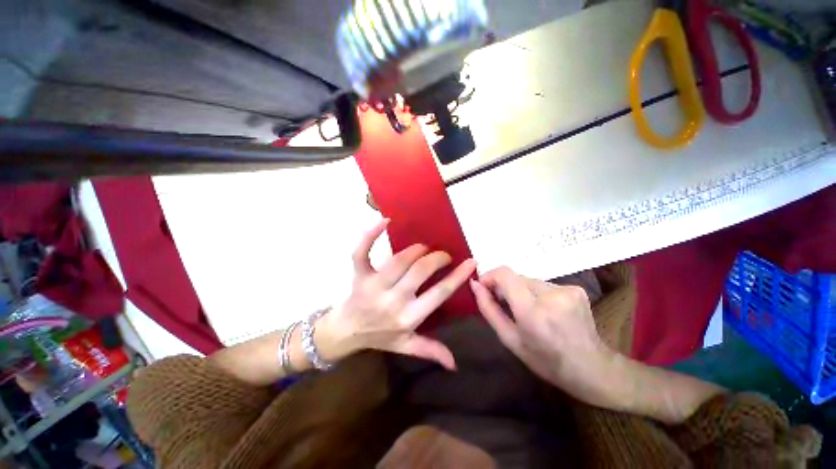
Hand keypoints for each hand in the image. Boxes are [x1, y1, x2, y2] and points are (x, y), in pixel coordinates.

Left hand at [317, 219, 476, 369]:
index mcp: (408, 317)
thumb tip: (455, 363)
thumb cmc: (378, 336)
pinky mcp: (359, 274)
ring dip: (417, 249)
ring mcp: (374, 285)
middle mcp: (392, 300)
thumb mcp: (405, 346)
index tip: (471, 261)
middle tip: (443, 255)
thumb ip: (430, 350)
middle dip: (437, 258)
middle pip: (421, 271)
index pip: (439, 294)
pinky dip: (371, 235)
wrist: (344, 332)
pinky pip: (362, 252)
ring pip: (400, 259)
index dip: (457, 276)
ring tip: (425, 248)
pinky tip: (385, 220)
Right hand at [470, 267, 617, 406]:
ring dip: (522, 291)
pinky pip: (544, 284)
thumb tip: (475, 284)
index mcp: (533, 312)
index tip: (484, 286)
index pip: (505, 275)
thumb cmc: (545, 360)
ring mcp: (567, 290)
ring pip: (529, 280)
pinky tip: (545, 310)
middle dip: (505, 287)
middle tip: (505, 305)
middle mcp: (551, 296)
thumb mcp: (510, 339)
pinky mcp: (576, 289)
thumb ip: (489, 309)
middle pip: (516, 277)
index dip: (490, 275)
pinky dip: (537, 293)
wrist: (592, 368)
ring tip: (528, 311)